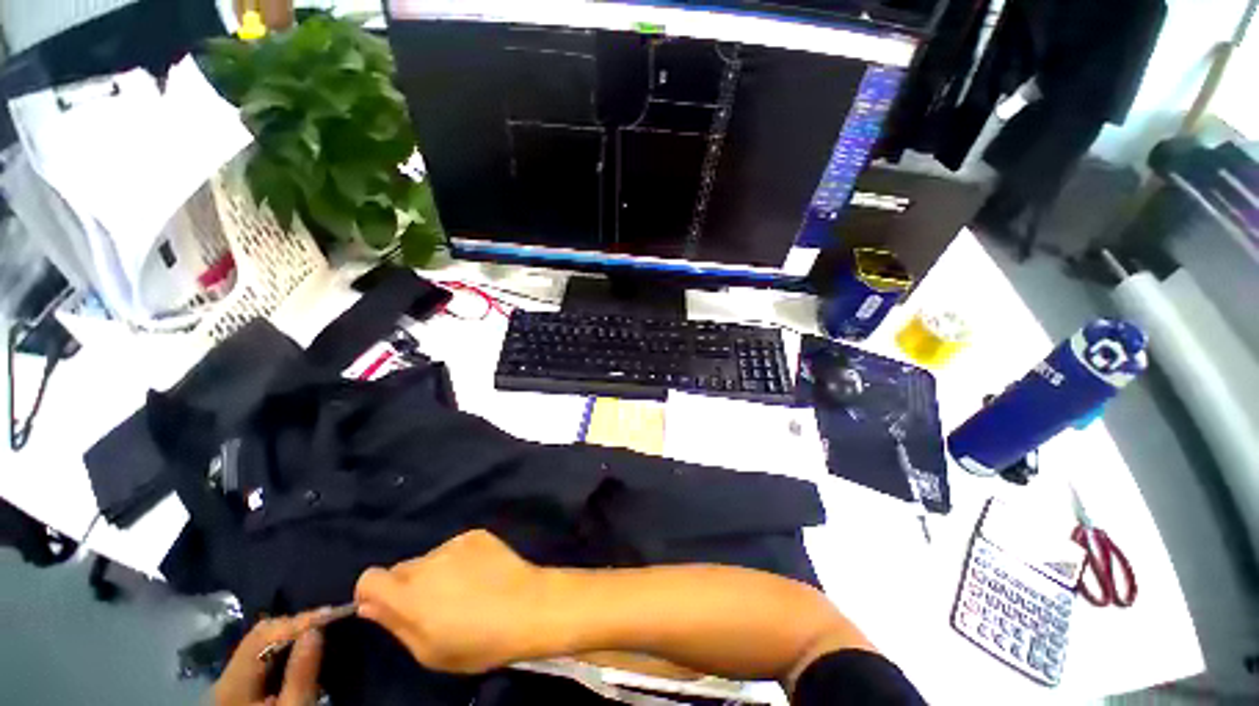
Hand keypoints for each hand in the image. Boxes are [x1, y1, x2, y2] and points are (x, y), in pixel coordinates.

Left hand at [213, 611, 325, 705]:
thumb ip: (302, 673)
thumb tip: (317, 629)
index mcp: (234, 682)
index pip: (265, 633)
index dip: (300, 620)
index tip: (335, 614)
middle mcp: (226, 677)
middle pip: (260, 636)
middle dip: (296, 625)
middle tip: (331, 621)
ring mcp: (230, 684)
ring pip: (261, 645)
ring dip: (292, 635)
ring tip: (322, 632)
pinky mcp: (239, 691)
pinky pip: (262, 659)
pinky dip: (285, 650)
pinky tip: (304, 653)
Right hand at [355, 530, 553, 673]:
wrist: (528, 606)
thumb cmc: (478, 641)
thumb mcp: (428, 651)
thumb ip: (395, 625)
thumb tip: (369, 605)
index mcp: (409, 594)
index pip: (370, 578)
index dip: (371, 593)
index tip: (384, 607)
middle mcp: (427, 562)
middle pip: (401, 569)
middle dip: (406, 586)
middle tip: (431, 605)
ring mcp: (454, 544)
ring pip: (429, 558)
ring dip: (434, 572)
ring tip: (462, 589)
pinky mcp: (476, 534)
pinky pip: (455, 547)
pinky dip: (458, 559)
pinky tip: (479, 573)